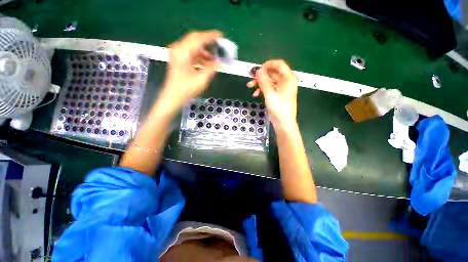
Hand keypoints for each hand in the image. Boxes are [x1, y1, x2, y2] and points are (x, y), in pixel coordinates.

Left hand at [162, 30, 222, 106]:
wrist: (173, 96)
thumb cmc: (187, 89)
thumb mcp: (202, 79)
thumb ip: (212, 68)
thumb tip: (220, 62)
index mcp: (184, 52)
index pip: (199, 38)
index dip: (211, 36)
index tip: (221, 35)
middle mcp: (178, 49)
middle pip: (195, 39)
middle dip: (208, 42)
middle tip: (219, 46)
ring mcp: (177, 53)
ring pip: (193, 46)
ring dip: (204, 51)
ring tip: (214, 60)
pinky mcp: (177, 58)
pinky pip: (190, 53)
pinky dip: (199, 56)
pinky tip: (206, 63)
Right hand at [247, 60, 297, 128]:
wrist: (283, 123)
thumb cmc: (279, 109)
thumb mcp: (270, 94)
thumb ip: (263, 81)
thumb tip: (258, 70)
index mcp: (288, 78)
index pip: (279, 64)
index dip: (267, 65)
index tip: (257, 70)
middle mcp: (285, 81)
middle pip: (272, 73)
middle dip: (261, 75)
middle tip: (250, 77)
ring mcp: (281, 88)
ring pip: (269, 80)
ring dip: (259, 83)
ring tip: (250, 86)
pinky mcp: (277, 94)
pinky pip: (268, 88)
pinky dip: (262, 89)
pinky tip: (255, 94)